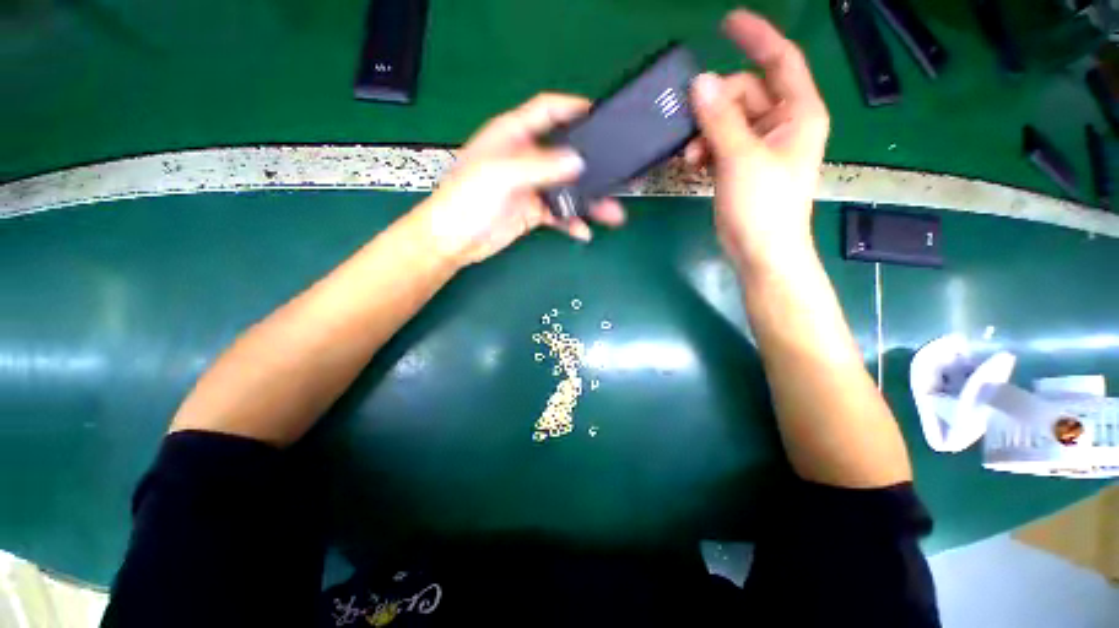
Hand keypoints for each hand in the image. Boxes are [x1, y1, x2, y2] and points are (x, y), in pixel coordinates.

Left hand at [418, 94, 625, 266]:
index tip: (601, 114)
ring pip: (566, 189)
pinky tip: (583, 231)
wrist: (454, 240)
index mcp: (513, 136)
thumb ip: (539, 166)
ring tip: (611, 213)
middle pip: (564, 154)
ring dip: (587, 201)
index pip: (547, 111)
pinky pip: (559, 214)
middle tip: (616, 174)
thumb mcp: (500, 175)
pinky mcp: (532, 212)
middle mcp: (524, 158)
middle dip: (590, 165)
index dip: (572, 107)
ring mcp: (530, 187)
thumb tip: (577, 162)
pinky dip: (571, 221)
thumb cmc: (466, 199)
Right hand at [685, 10, 830, 274]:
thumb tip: (699, 83)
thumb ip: (720, 119)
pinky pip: (720, 143)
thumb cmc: (762, 206)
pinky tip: (692, 163)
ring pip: (727, 121)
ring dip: (704, 133)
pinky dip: (704, 149)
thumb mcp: (740, 158)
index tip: (727, 22)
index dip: (757, 37)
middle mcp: (781, 124)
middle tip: (692, 129)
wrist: (760, 251)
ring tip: (689, 157)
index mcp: (797, 113)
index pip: (780, 60)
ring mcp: (759, 146)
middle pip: (744, 93)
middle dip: (715, 107)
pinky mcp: (740, 166)